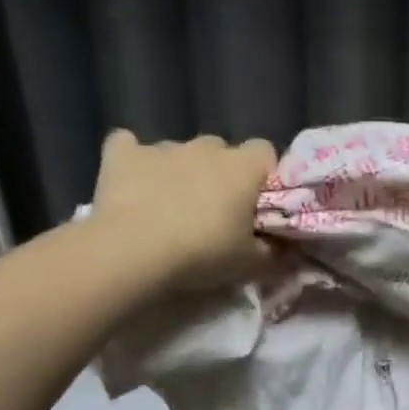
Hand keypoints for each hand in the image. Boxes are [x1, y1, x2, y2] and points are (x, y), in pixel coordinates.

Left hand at [86, 129, 275, 293]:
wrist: (133, 253)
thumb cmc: (202, 253)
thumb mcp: (250, 264)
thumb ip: (272, 253)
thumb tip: (285, 252)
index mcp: (243, 167)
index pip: (265, 151)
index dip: (262, 174)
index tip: (257, 202)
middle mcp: (206, 148)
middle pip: (221, 149)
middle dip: (220, 173)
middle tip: (215, 210)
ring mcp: (163, 147)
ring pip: (179, 151)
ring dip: (180, 171)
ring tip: (170, 206)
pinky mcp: (123, 155)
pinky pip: (127, 145)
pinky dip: (132, 161)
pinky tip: (131, 181)